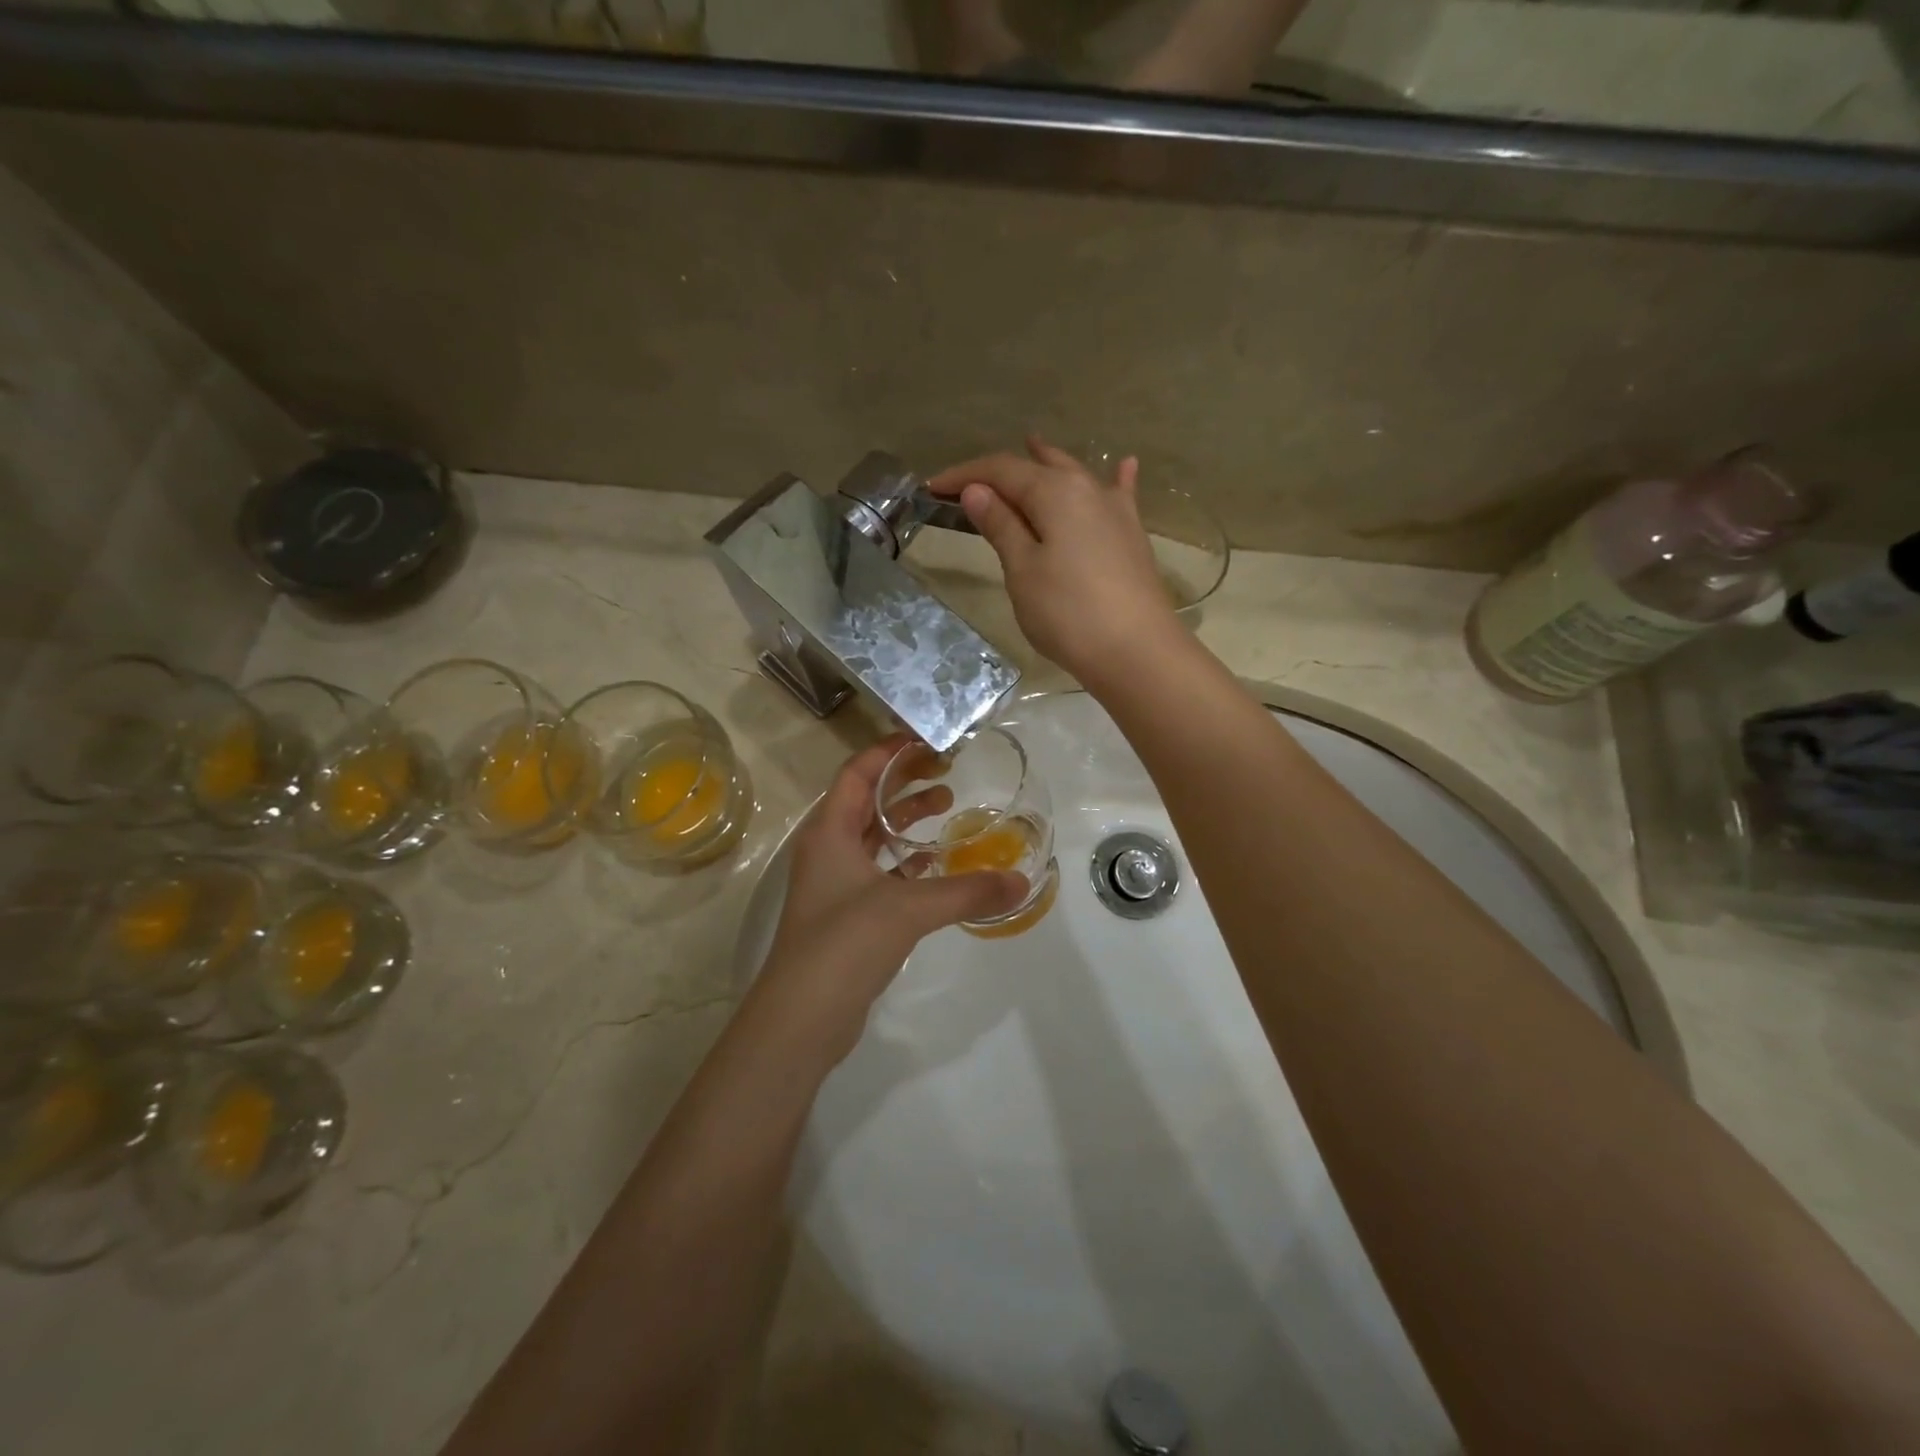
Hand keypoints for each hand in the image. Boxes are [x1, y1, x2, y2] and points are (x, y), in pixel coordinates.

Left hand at [759, 735, 1027, 1057]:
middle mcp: (827, 850)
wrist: (802, 1017)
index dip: (888, 751)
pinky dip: (906, 862)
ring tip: (948, 809)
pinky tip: (936, 866)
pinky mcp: (846, 914)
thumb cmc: (845, 943)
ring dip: (907, 820)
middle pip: (867, 800)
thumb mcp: (908, 908)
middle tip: (948, 773)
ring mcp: (834, 884)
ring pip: (873, 836)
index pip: (857, 773)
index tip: (927, 739)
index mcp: (829, 831)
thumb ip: (967, 891)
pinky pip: (879, 871)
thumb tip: (1021, 881)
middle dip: (905, 782)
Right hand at [929, 437, 1184, 688]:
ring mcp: (1116, 511)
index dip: (964, 475)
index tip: (933, 488)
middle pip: (1038, 468)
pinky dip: (1114, 479)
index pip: (1001, 470)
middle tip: (972, 483)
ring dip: (1049, 462)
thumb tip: (977, 489)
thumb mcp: (1022, 570)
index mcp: (1054, 491)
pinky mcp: (1132, 537)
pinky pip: (1118, 495)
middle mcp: (1088, 488)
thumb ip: (1001, 525)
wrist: (1137, 651)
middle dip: (1002, 472)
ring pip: (1075, 475)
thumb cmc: (1068, 612)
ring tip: (1034, 446)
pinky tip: (1126, 465)